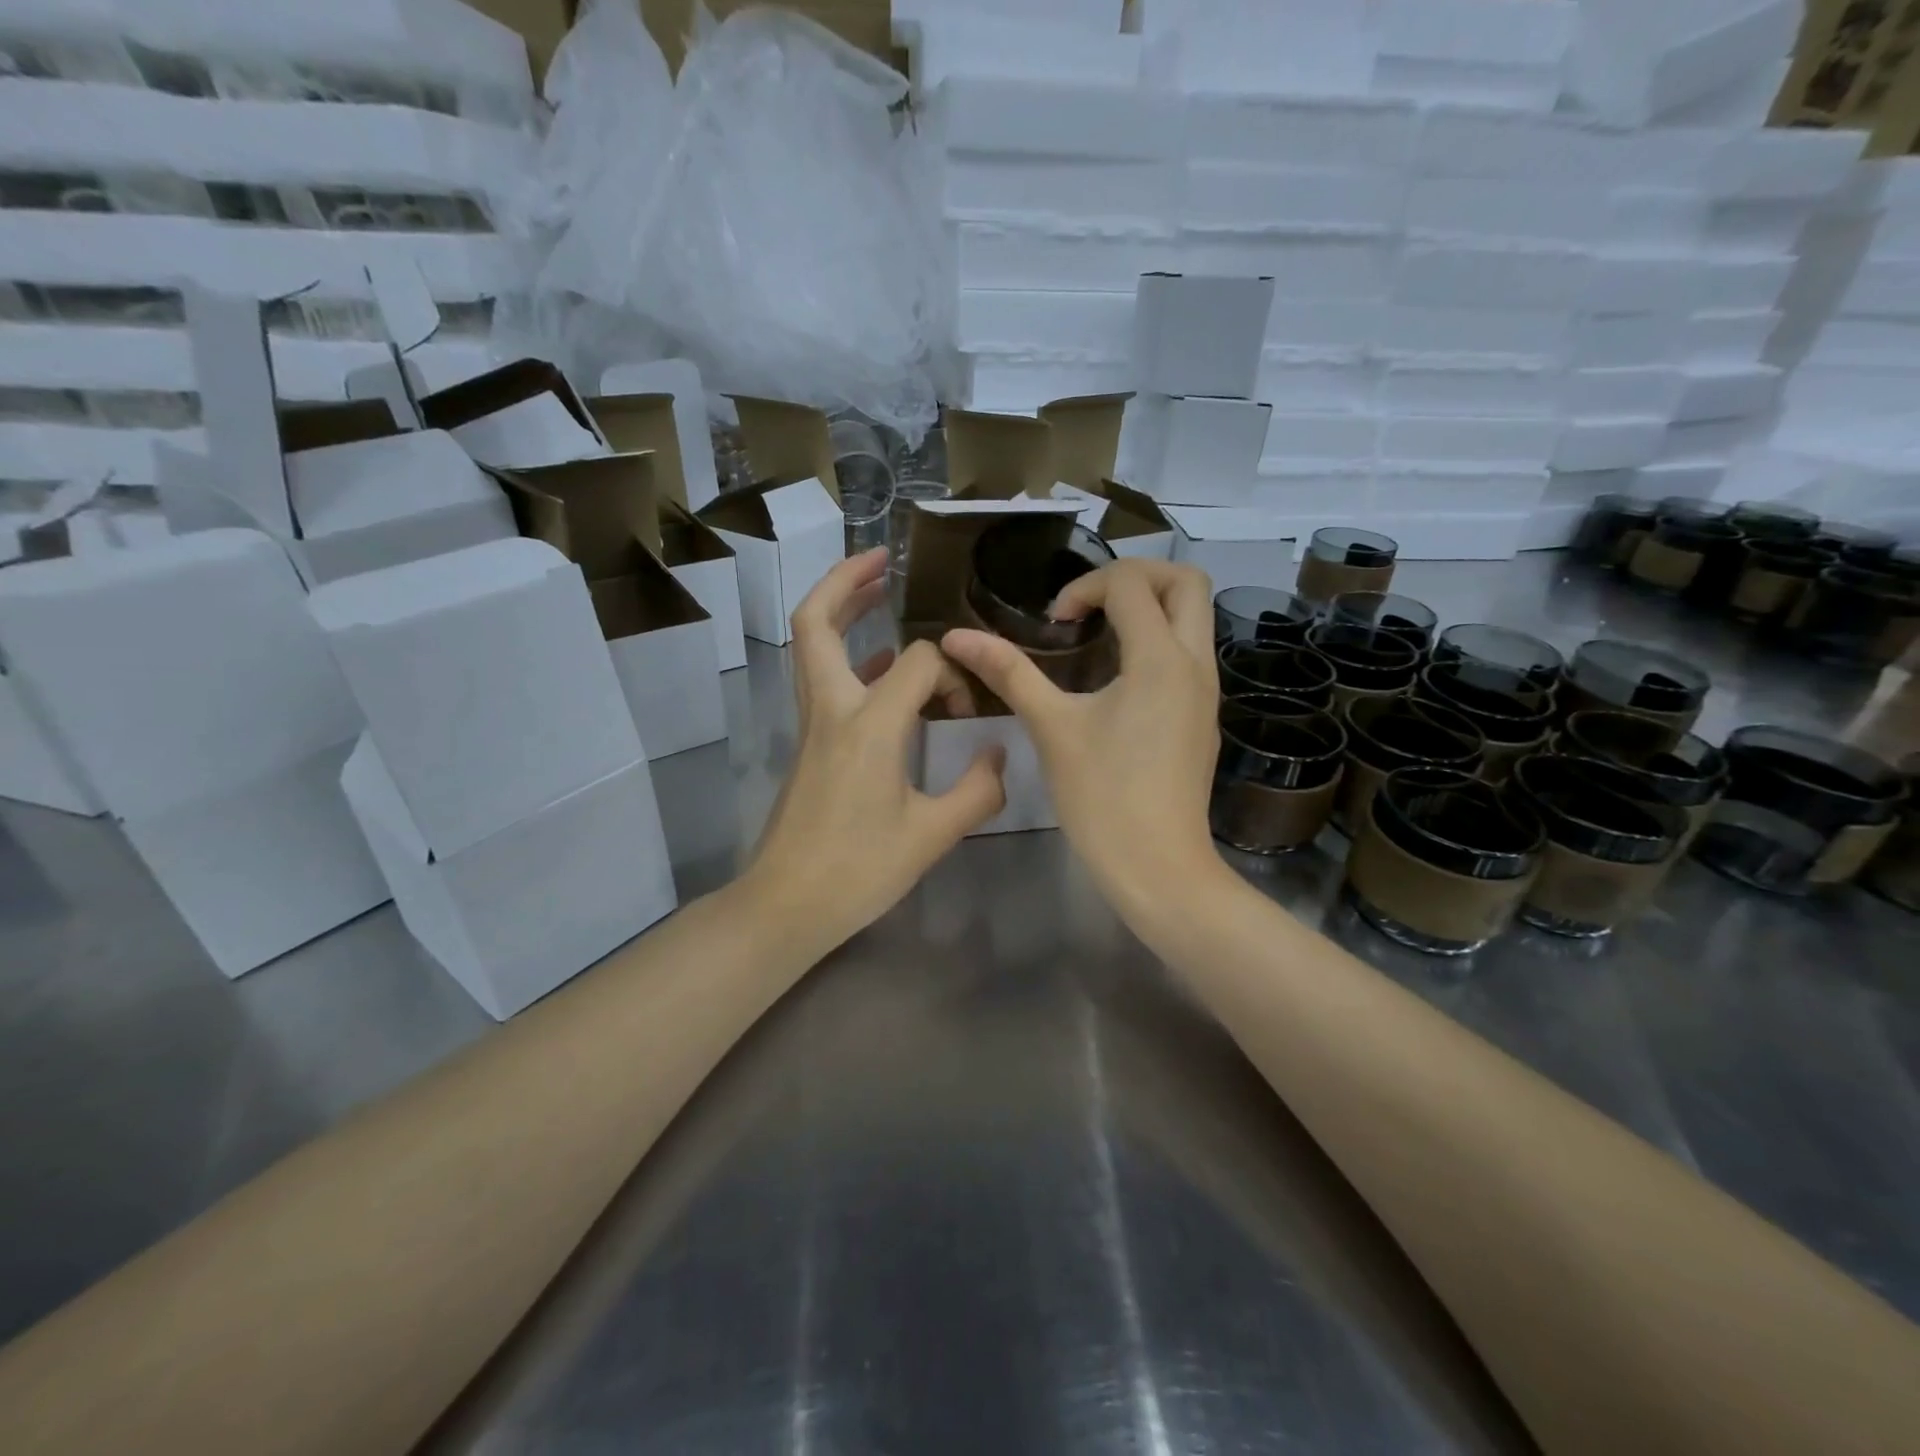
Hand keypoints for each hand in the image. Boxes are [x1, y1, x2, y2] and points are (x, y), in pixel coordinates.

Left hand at [744, 548, 1006, 948]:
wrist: (786, 905)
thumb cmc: (858, 871)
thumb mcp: (931, 836)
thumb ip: (977, 791)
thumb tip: (1000, 756)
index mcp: (867, 726)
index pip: (915, 661)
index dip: (950, 673)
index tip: (968, 710)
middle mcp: (832, 711)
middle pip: (816, 624)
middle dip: (845, 581)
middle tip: (884, 562)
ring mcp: (812, 726)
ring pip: (812, 648)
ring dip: (842, 613)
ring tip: (881, 596)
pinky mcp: (809, 744)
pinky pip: (825, 681)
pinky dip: (852, 659)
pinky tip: (885, 672)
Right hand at [941, 559, 1220, 909]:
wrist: (1158, 867)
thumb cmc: (1101, 797)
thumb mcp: (1051, 728)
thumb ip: (1009, 673)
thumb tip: (956, 636)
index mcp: (1160, 659)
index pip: (1131, 584)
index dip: (1085, 588)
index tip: (1055, 625)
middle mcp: (1195, 663)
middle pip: (1186, 581)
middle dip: (1136, 575)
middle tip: (1090, 603)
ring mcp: (1207, 691)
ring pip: (1195, 617)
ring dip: (1150, 606)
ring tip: (1099, 635)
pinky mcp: (1203, 716)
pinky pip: (1190, 653)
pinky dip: (1158, 640)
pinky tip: (1116, 679)